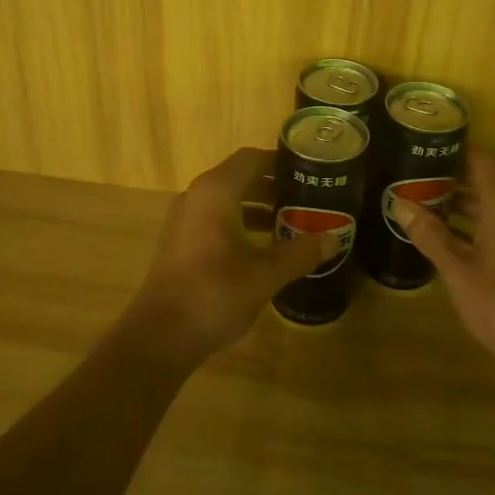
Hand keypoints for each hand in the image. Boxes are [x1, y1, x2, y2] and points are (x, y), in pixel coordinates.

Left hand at [122, 147, 335, 368]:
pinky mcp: (181, 240)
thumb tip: (334, 239)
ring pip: (228, 199)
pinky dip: (241, 222)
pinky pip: (216, 217)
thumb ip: (300, 253)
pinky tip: (264, 246)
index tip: (310, 172)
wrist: (160, 335)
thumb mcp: (265, 275)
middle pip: (240, 177)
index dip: (281, 162)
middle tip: (308, 198)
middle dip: (274, 186)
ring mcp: (185, 218)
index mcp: (216, 192)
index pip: (252, 159)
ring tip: (293, 222)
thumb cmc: (214, 294)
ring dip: (258, 206)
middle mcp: (197, 196)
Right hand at [390, 146, 494, 375]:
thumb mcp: (456, 267)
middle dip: (451, 174)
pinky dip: (473, 219)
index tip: (424, 142)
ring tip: (421, 195)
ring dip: (461, 199)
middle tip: (414, 169)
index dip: (454, 148)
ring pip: (492, 202)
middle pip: (487, 178)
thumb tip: (398, 203)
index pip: (481, 160)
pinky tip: (443, 229)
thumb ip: (428, 233)